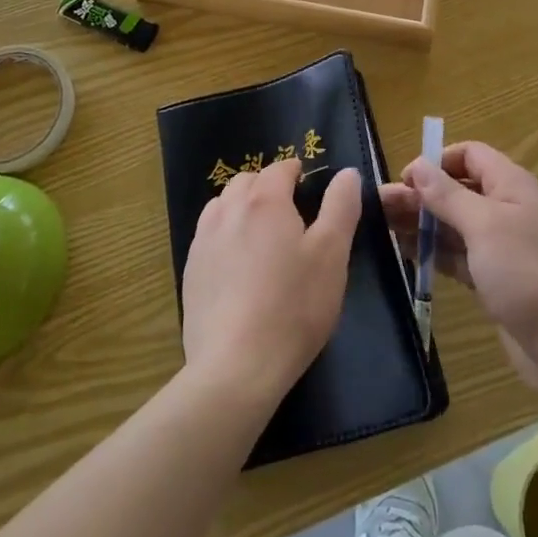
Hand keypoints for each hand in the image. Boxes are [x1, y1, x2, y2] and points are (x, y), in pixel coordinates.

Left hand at [182, 159, 361, 405]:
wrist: (236, 367)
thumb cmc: (293, 307)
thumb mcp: (332, 255)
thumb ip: (341, 207)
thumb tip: (347, 172)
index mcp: (265, 200)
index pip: (280, 168)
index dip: (296, 173)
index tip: (308, 188)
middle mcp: (229, 209)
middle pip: (247, 182)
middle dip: (267, 187)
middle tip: (289, 214)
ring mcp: (203, 240)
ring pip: (222, 205)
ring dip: (241, 208)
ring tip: (261, 236)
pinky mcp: (189, 271)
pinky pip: (207, 236)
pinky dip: (223, 236)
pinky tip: (236, 267)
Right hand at [381, 142, 537, 393]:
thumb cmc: (525, 273)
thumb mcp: (483, 226)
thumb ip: (448, 195)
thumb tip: (417, 165)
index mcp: (510, 185)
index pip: (470, 155)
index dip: (437, 162)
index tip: (406, 180)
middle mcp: (505, 208)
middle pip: (456, 190)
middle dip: (420, 196)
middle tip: (380, 208)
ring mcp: (500, 245)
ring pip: (453, 224)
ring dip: (422, 224)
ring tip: (383, 230)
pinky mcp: (493, 277)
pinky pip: (458, 254)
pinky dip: (434, 252)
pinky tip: (406, 255)